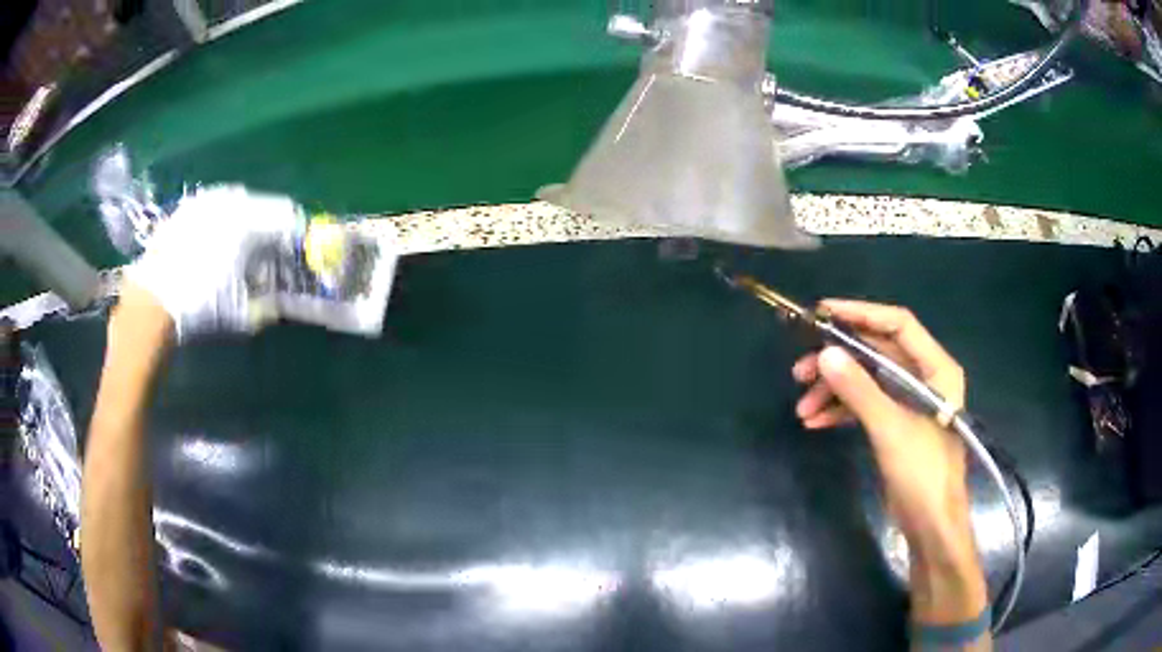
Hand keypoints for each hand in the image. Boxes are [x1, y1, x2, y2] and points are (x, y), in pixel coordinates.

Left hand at [125, 186, 300, 340]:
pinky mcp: (186, 208)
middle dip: (269, 230)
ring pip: (237, 205)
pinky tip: (212, 248)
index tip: (293, 256)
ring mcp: (205, 200)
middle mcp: (229, 200)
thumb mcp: (242, 313)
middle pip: (263, 207)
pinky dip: (220, 224)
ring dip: (244, 225)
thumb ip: (268, 303)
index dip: (294, 236)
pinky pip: (213, 209)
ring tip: (238, 253)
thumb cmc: (201, 305)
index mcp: (250, 219)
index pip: (287, 215)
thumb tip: (280, 300)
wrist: (152, 301)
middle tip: (266, 257)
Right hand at [791, 300, 984, 621]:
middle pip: (877, 353)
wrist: (931, 524)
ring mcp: (908, 402)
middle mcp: (923, 377)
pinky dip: (841, 412)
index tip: (822, 313)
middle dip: (839, 361)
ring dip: (834, 391)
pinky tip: (815, 423)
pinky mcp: (896, 424)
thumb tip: (825, 354)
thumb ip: (859, 390)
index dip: (861, 314)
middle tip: (801, 371)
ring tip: (802, 407)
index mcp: (935, 368)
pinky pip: (865, 406)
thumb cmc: (923, 473)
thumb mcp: (890, 429)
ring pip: (867, 381)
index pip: (898, 325)